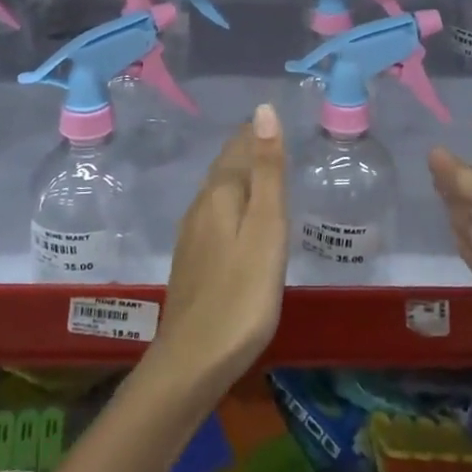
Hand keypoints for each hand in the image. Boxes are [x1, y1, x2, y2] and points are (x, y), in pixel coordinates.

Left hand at [155, 103, 287, 387]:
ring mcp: (192, 235)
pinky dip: (233, 203)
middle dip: (248, 150)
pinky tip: (240, 219)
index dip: (258, 133)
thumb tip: (263, 110)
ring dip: (240, 176)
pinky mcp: (192, 261)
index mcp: (219, 193)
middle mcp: (201, 206)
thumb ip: (267, 170)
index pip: (239, 147)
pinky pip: (215, 214)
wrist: (193, 361)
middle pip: (226, 167)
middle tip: (276, 140)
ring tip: (264, 172)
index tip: (279, 120)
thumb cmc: (242, 293)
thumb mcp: (266, 228)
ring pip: (219, 191)